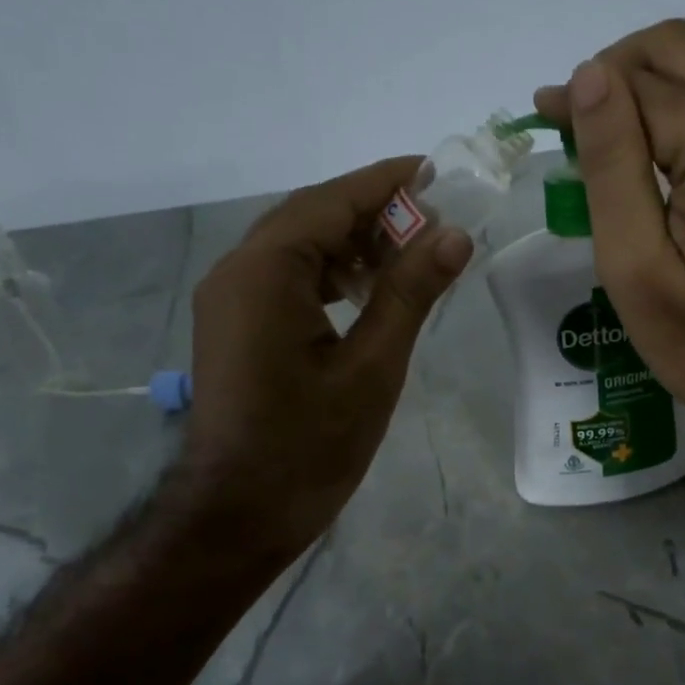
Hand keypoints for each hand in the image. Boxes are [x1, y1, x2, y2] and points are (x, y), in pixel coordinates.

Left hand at [179, 157, 472, 559]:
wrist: (239, 515)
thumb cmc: (309, 446)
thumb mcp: (372, 367)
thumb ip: (409, 293)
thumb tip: (454, 235)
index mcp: (264, 273)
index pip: (329, 203)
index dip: (384, 182)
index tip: (432, 170)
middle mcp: (237, 272)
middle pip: (310, 218)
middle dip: (372, 212)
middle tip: (433, 218)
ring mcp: (231, 300)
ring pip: (298, 248)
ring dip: (352, 243)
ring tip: (410, 254)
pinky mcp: (236, 326)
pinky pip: (286, 278)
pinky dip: (330, 273)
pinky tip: (369, 291)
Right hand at [534, 18, 684, 462]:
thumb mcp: (635, 268)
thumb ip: (612, 165)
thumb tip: (589, 76)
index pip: (639, 80)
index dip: (584, 92)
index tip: (546, 117)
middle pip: (681, 45)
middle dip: (617, 69)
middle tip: (577, 122)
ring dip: (660, 66)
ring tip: (622, 118)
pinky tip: (674, 124)